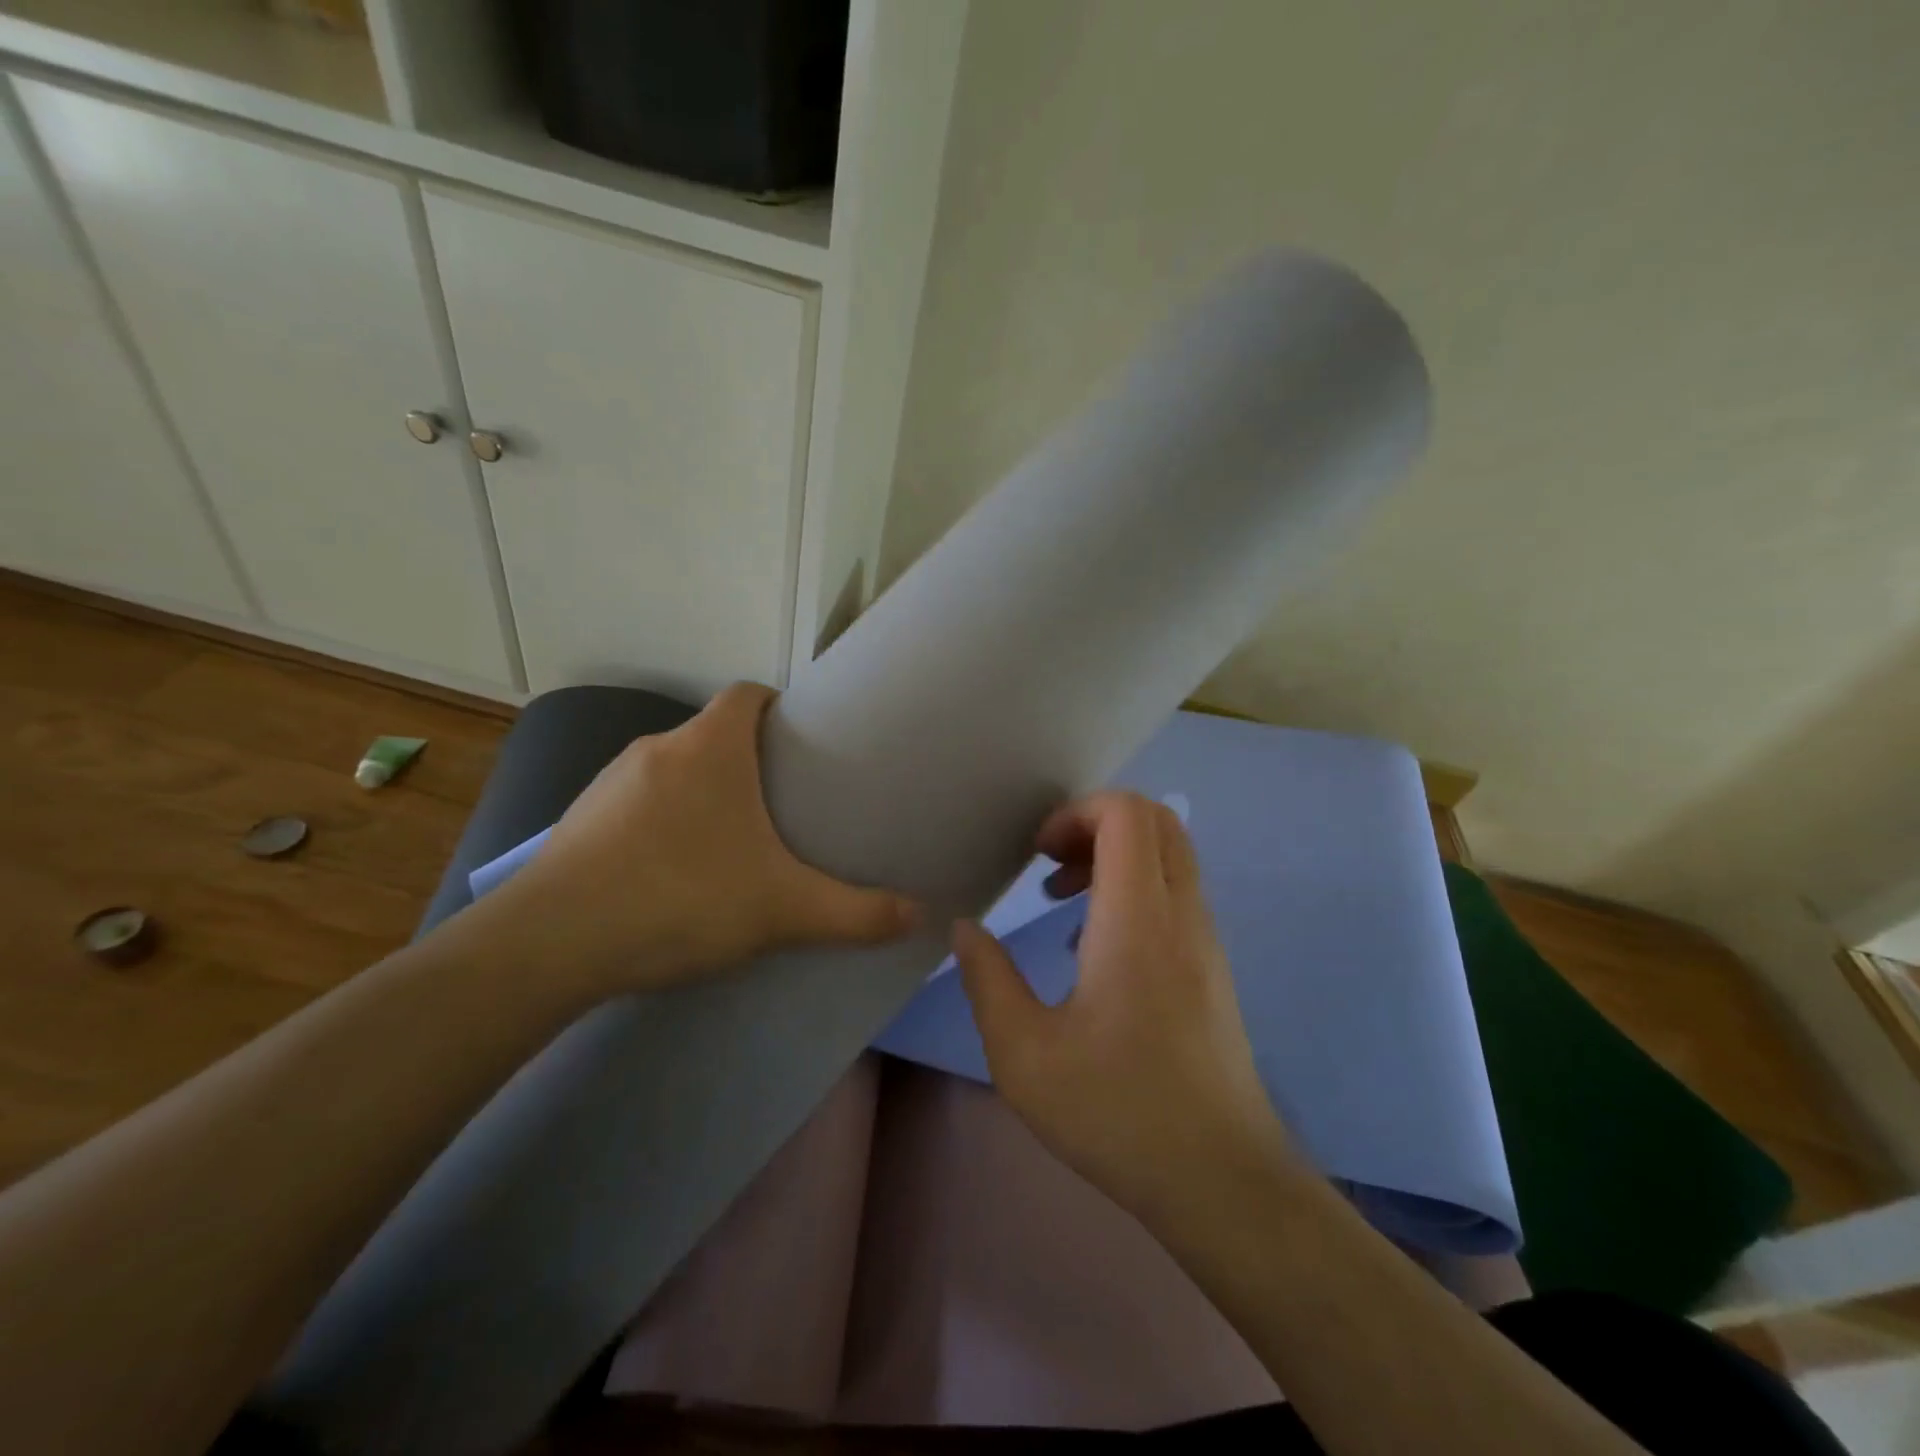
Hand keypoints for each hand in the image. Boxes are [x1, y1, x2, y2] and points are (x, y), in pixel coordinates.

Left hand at [476, 683, 917, 997]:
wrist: (550, 944)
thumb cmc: (680, 897)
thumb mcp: (782, 909)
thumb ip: (855, 913)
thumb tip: (921, 917)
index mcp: (709, 746)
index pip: (748, 693)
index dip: (779, 708)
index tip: (804, 744)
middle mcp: (658, 748)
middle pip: (714, 734)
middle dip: (749, 761)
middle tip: (783, 805)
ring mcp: (610, 782)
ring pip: (674, 771)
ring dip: (703, 793)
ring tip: (731, 843)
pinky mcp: (579, 820)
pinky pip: (636, 804)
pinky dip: (662, 823)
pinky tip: (672, 873)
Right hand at [952, 791, 1293, 1222]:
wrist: (1221, 1180)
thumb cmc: (1117, 1112)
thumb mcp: (1023, 1053)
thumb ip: (987, 980)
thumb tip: (966, 930)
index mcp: (1137, 920)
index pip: (1127, 813)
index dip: (1076, 813)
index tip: (1037, 856)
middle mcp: (1182, 914)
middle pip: (1156, 819)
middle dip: (1095, 824)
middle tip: (1050, 866)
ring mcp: (1206, 939)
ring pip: (1171, 854)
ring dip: (1115, 856)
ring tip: (1062, 902)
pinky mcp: (1213, 966)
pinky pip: (1177, 892)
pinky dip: (1135, 888)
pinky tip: (1095, 947)